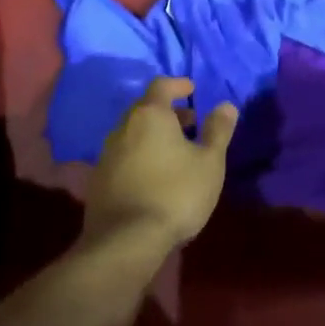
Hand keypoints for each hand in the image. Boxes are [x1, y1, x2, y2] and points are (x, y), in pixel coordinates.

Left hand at [84, 77, 237, 250]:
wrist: (126, 241)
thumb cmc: (176, 193)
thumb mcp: (209, 162)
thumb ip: (218, 131)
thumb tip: (226, 105)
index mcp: (149, 115)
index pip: (161, 86)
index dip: (178, 85)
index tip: (192, 89)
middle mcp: (123, 127)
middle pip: (145, 109)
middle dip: (167, 112)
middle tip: (189, 123)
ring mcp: (106, 155)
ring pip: (132, 134)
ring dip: (153, 136)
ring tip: (174, 151)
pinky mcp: (98, 181)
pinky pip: (123, 157)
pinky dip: (140, 156)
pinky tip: (153, 176)